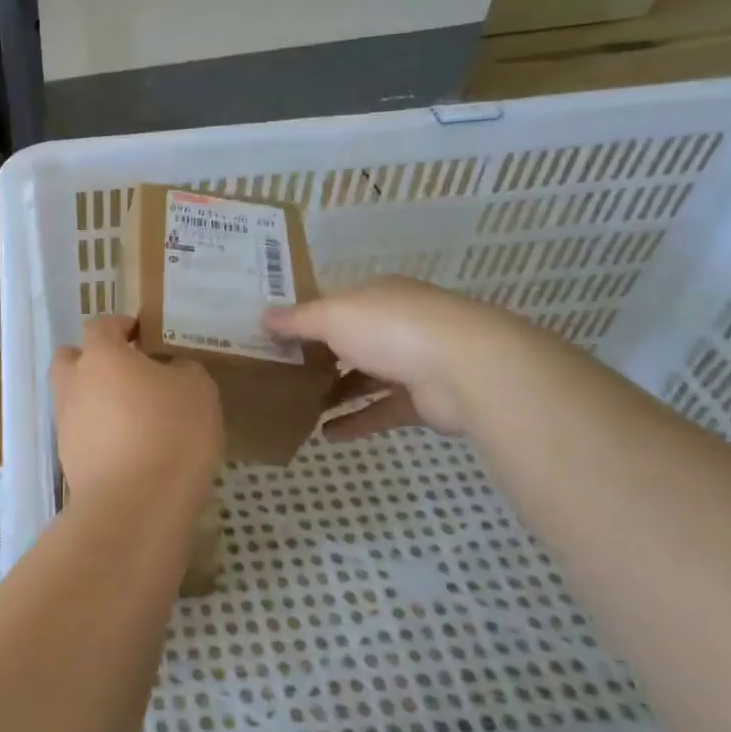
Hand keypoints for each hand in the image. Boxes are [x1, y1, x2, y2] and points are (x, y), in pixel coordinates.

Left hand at [51, 316, 222, 502]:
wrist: (136, 505)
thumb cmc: (170, 432)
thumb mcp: (197, 388)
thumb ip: (180, 368)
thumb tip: (168, 370)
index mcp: (100, 356)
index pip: (101, 326)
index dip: (121, 327)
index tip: (144, 336)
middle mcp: (73, 384)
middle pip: (71, 360)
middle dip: (94, 361)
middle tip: (129, 374)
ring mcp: (66, 424)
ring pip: (76, 399)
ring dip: (98, 401)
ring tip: (138, 418)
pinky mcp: (69, 461)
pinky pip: (84, 435)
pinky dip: (102, 435)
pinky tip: (134, 450)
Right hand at [262, 277, 528, 436]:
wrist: (467, 369)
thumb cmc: (392, 329)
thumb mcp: (333, 316)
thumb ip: (297, 320)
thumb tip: (262, 317)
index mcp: (377, 296)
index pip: (334, 304)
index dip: (304, 318)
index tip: (273, 337)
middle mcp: (395, 324)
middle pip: (349, 341)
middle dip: (317, 358)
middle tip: (279, 375)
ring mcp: (412, 362)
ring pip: (364, 377)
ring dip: (334, 392)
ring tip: (298, 408)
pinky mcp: (422, 400)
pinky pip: (381, 411)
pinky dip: (356, 421)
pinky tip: (326, 435)